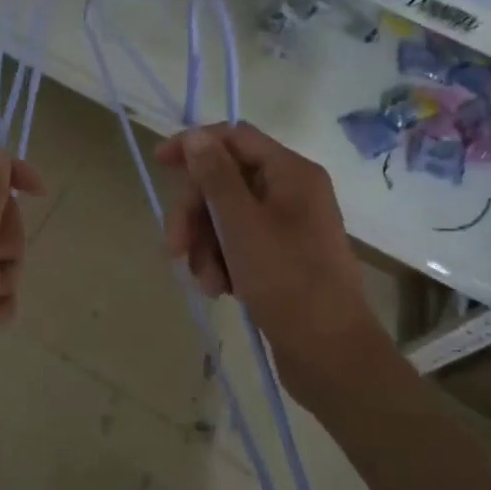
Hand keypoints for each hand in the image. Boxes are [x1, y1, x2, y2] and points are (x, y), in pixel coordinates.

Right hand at [158, 124, 386, 408]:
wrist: (331, 355)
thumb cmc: (287, 281)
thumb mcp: (242, 225)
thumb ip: (216, 176)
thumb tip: (197, 135)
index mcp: (291, 172)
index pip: (235, 137)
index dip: (196, 146)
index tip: (159, 163)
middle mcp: (291, 192)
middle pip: (226, 180)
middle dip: (196, 213)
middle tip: (175, 247)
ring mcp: (288, 226)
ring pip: (227, 217)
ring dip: (206, 245)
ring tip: (205, 281)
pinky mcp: (282, 258)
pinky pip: (240, 244)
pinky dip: (223, 262)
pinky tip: (219, 289)